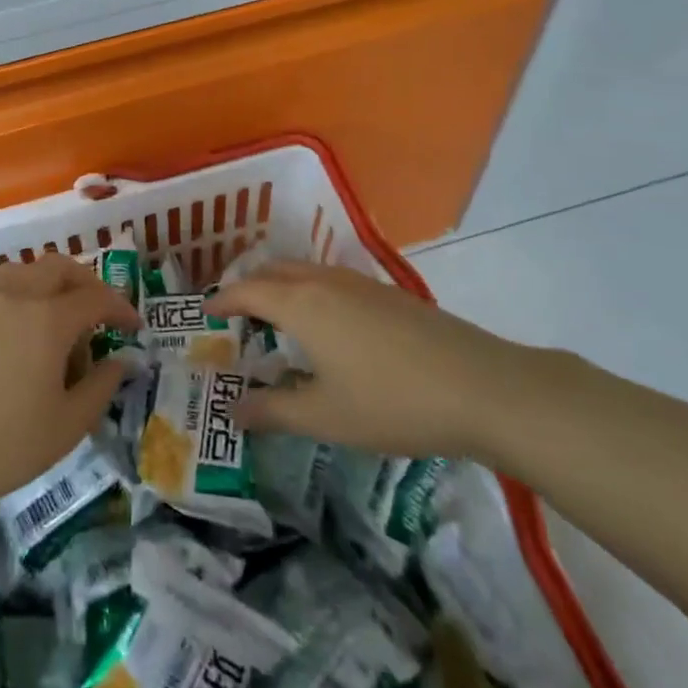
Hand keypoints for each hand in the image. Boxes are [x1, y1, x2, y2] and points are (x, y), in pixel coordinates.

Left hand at [0, 254, 139, 517]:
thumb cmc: (0, 445)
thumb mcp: (66, 427)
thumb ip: (100, 387)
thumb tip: (119, 361)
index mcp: (48, 318)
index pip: (95, 298)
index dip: (120, 308)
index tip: (133, 327)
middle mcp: (14, 295)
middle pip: (58, 267)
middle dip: (85, 283)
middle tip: (97, 312)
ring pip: (22, 271)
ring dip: (47, 284)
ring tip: (52, 318)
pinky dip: (13, 294)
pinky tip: (9, 327)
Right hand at [209, 261, 530, 462]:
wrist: (482, 387)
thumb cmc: (392, 403)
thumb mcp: (324, 416)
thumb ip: (272, 410)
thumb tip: (231, 410)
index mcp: (301, 304)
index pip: (246, 291)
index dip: (222, 300)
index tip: (205, 313)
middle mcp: (325, 282)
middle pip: (274, 271)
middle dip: (249, 287)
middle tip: (236, 314)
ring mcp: (361, 283)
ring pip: (305, 271)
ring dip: (281, 286)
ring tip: (276, 317)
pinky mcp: (389, 293)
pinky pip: (332, 280)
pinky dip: (311, 291)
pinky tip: (327, 325)